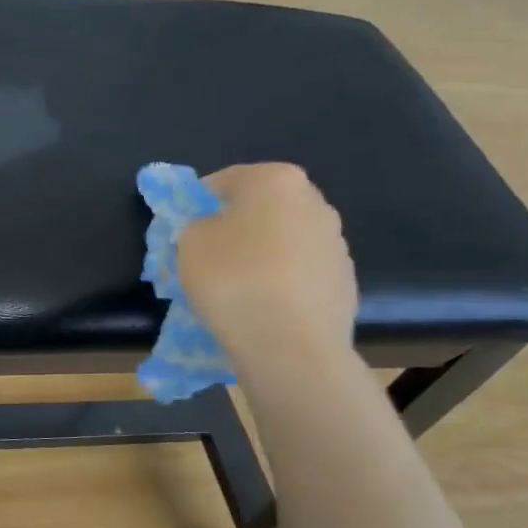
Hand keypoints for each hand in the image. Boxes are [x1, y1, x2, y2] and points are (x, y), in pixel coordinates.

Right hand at [176, 163, 358, 372]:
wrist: (291, 346)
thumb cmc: (233, 280)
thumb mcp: (188, 243)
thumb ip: (196, 226)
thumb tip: (211, 232)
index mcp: (276, 181)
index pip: (224, 181)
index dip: (196, 205)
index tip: (182, 232)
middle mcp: (314, 202)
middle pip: (261, 209)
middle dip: (234, 229)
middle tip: (207, 259)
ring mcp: (336, 244)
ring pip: (283, 243)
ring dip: (260, 257)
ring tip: (235, 291)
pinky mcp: (345, 283)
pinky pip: (299, 276)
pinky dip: (280, 285)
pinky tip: (261, 310)